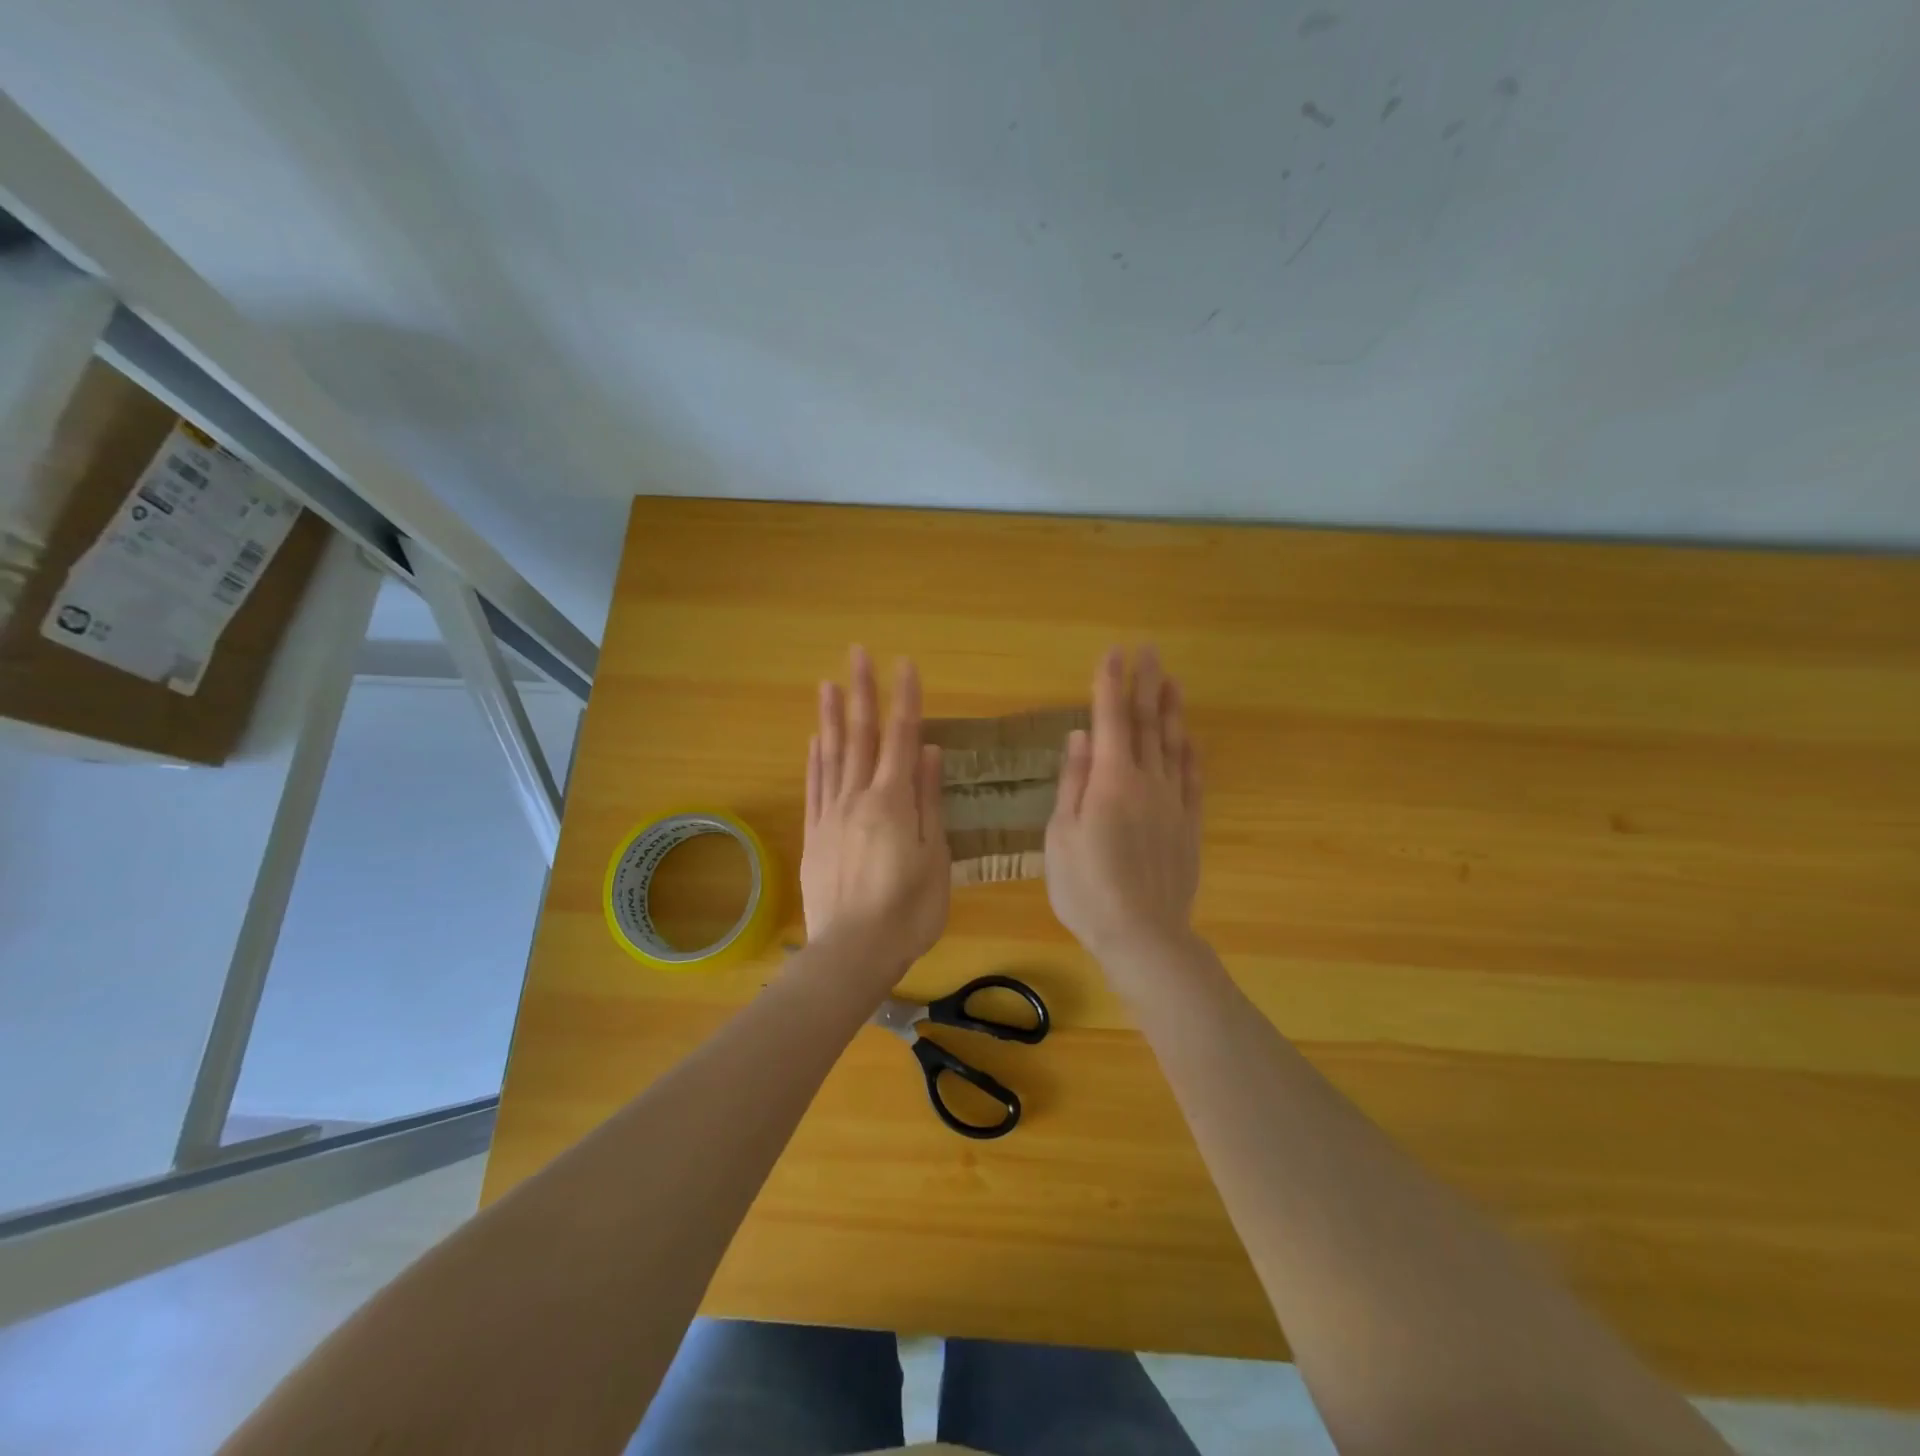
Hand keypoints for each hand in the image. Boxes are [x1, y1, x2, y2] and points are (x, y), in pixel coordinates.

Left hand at [802, 646, 949, 974]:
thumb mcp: (935, 858)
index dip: (904, 699)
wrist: (852, 952)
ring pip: (831, 755)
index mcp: (893, 802)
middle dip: (862, 692)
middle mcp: (858, 798)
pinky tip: (814, 740)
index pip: (901, 738)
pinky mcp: (813, 835)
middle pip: (860, 736)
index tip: (905, 664)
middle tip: (857, 652)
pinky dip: (815, 760)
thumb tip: (928, 751)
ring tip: (828, 683)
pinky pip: (814, 787)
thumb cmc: (908, 911)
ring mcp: (831, 815)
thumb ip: (928, 801)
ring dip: (831, 717)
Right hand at [1045, 646, 1203, 965]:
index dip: (1111, 684)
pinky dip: (1191, 754)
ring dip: (1172, 710)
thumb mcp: (1061, 835)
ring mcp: (1173, 803)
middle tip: (1149, 650)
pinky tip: (1191, 739)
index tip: (1114, 653)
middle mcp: (1147, 782)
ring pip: (1174, 746)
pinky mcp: (1189, 826)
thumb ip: (1073, 782)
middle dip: (1145, 684)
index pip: (1111, 720)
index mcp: (1111, 781)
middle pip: (1147, 724)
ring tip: (1173, 681)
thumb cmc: (1087, 887)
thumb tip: (1080, 736)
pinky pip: (1193, 779)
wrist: (1143, 934)